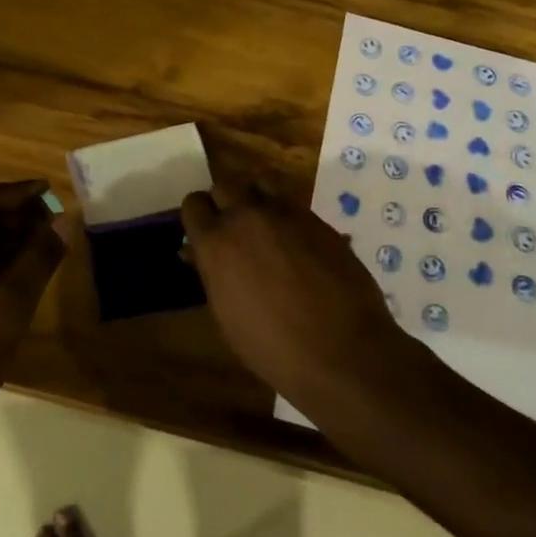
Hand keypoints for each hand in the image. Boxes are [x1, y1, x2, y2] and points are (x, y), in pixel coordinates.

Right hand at [182, 174, 420, 410]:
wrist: (342, 352)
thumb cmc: (273, 348)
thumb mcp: (226, 314)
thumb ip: (211, 272)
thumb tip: (198, 253)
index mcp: (216, 242)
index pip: (193, 204)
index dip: (198, 218)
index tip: (204, 233)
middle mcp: (246, 216)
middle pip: (225, 185)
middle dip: (224, 204)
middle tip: (233, 231)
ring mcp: (285, 213)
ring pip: (259, 185)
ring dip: (255, 201)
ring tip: (263, 228)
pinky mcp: (317, 219)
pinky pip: (291, 204)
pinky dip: (285, 216)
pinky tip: (294, 244)